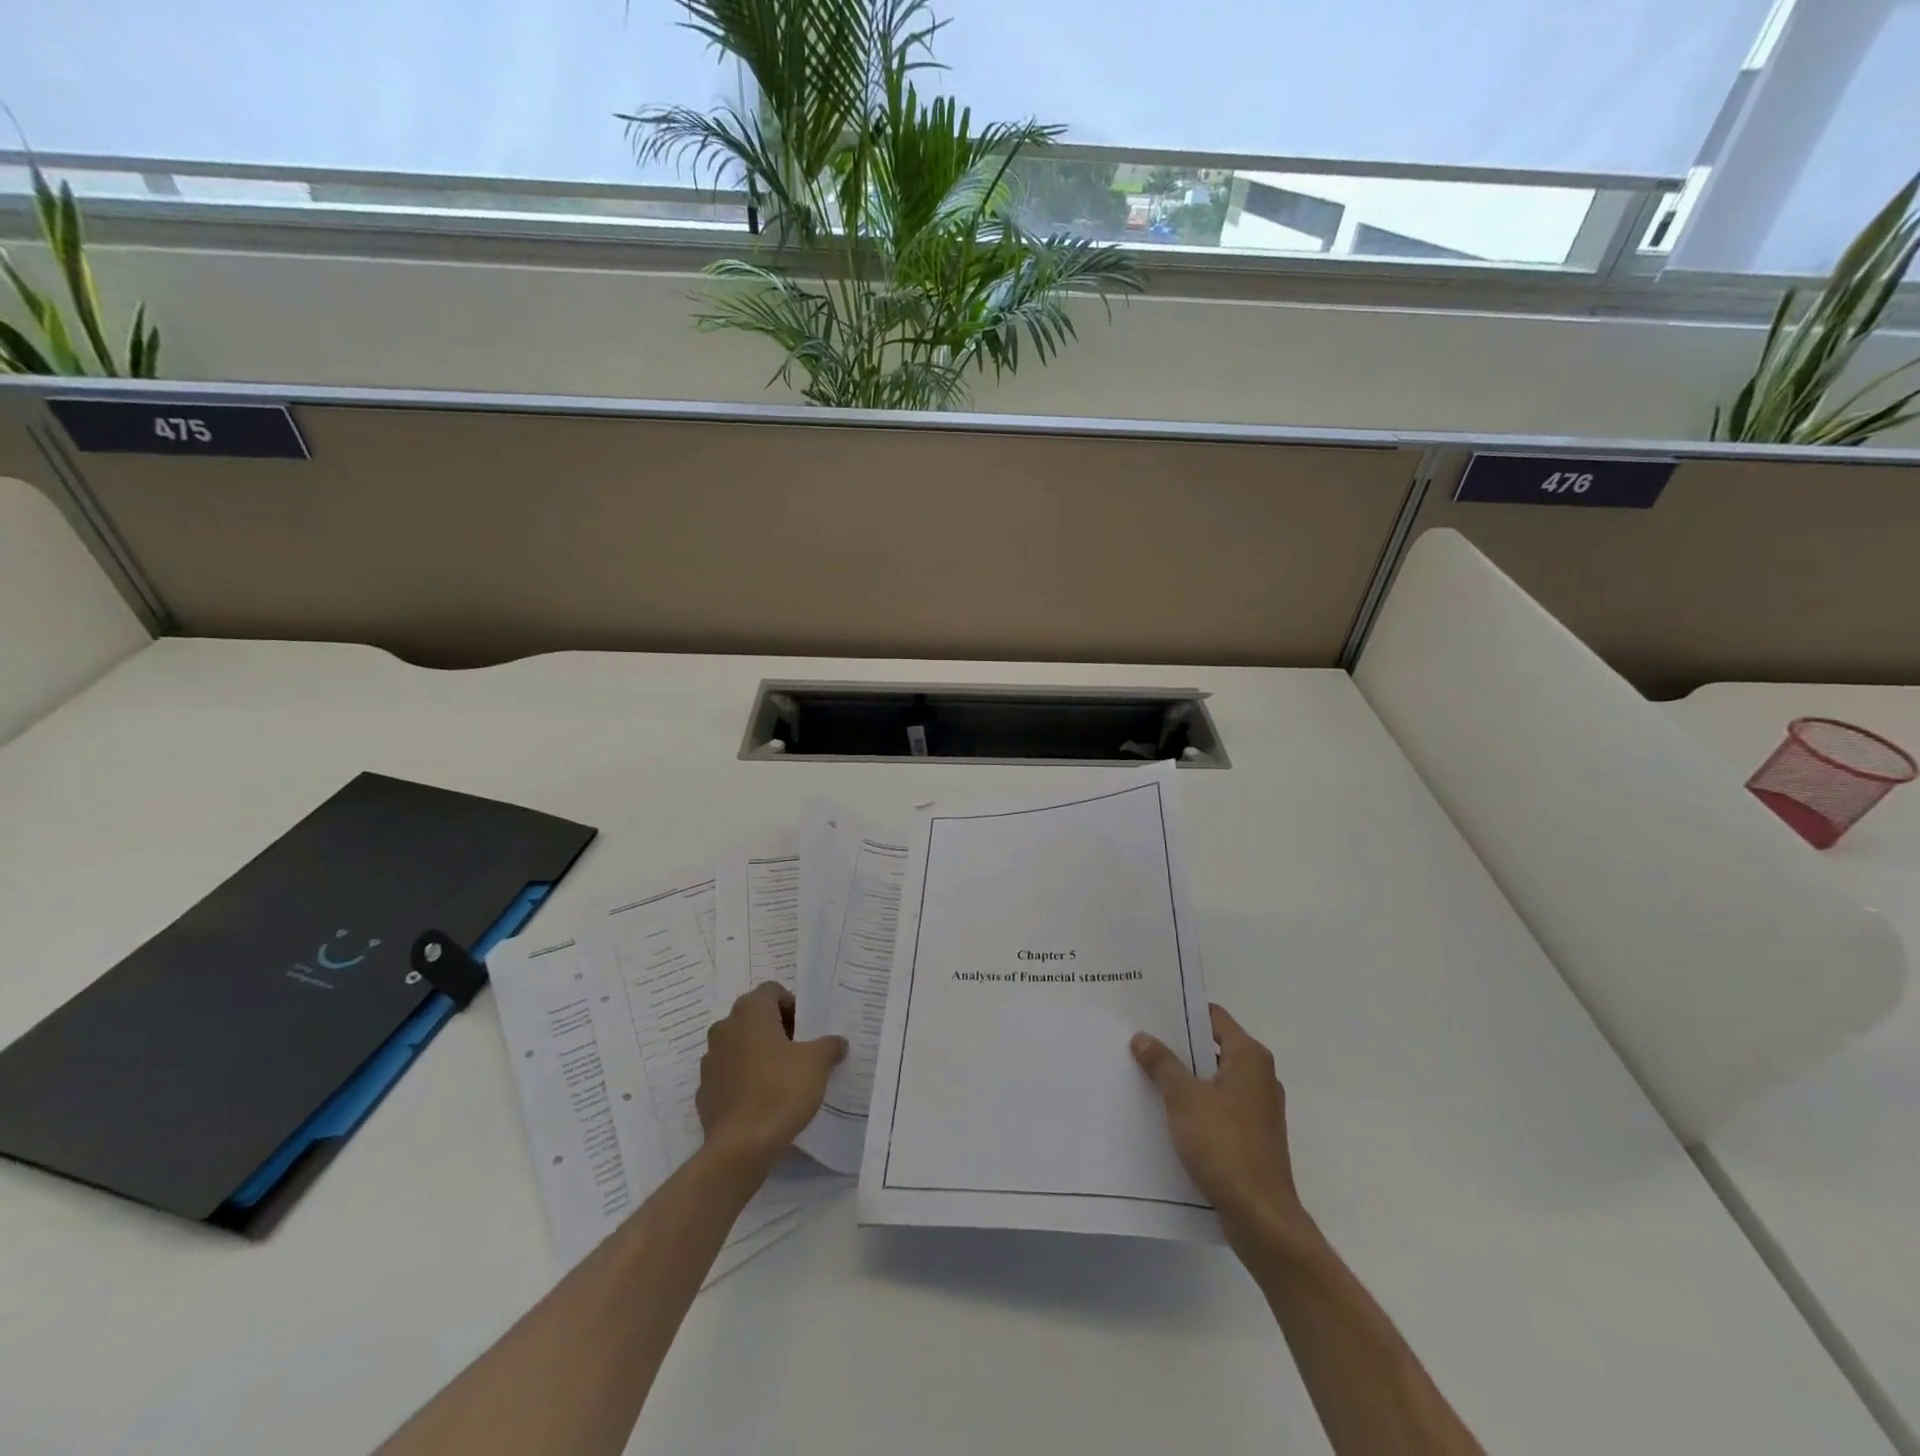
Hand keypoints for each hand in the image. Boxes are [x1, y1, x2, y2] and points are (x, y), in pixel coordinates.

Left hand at [697, 983, 846, 1169]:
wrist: (741, 1146)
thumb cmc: (781, 1090)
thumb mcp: (818, 1063)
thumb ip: (829, 1045)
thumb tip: (837, 1042)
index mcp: (750, 1012)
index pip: (771, 990)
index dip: (791, 1004)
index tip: (806, 1029)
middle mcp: (724, 1028)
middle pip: (753, 1016)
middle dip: (775, 1028)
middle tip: (799, 1050)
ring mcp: (709, 1060)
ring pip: (739, 1045)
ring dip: (757, 1052)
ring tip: (781, 1076)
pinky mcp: (704, 1091)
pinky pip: (728, 1074)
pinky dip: (743, 1078)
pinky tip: (761, 1099)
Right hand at [1131, 1003, 1312, 1249]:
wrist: (1260, 1217)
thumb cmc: (1224, 1146)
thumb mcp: (1184, 1098)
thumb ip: (1162, 1064)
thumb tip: (1143, 1037)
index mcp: (1249, 1057)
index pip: (1213, 1017)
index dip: (1182, 1013)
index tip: (1151, 1013)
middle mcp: (1259, 1076)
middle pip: (1213, 1047)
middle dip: (1179, 1046)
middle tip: (1141, 1041)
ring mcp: (1259, 1108)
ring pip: (1214, 1079)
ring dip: (1185, 1077)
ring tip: (1146, 1074)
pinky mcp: (1253, 1136)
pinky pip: (1219, 1106)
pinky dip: (1196, 1103)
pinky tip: (1167, 1112)